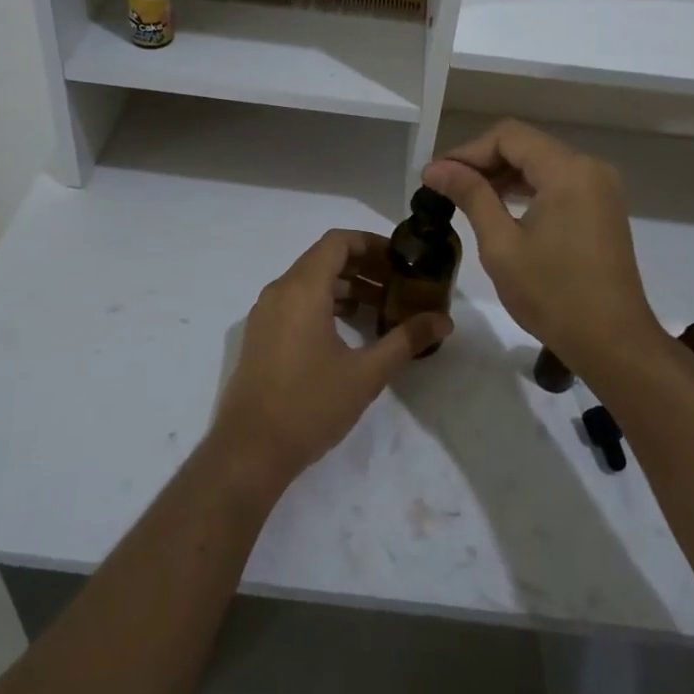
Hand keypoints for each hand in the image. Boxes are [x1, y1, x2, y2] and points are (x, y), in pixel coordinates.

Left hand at [209, 229, 450, 489]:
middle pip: (325, 259)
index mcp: (302, 289)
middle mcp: (280, 291)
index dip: (371, 243)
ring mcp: (266, 313)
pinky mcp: (261, 335)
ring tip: (382, 307)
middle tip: (399, 284)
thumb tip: (444, 320)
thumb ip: (406, 340)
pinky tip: (351, 329)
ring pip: (310, 281)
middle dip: (364, 266)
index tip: (401, 259)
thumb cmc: (310, 405)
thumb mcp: (366, 373)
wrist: (249, 451)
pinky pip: (297, 301)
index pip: (338, 242)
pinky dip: (326, 303)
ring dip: (346, 286)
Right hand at [423, 121, 665, 382]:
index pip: (508, 137)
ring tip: (465, 197)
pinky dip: (527, 189)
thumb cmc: (553, 294)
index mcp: (568, 170)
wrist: (613, 342)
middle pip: (526, 145)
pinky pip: (558, 182)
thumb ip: (471, 196)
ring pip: (541, 163)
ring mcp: (600, 188)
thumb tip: (436, 168)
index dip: (467, 151)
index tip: (436, 176)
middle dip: (483, 162)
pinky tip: (500, 208)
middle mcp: (589, 168)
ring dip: (503, 175)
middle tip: (445, 187)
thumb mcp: (502, 244)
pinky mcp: (602, 207)